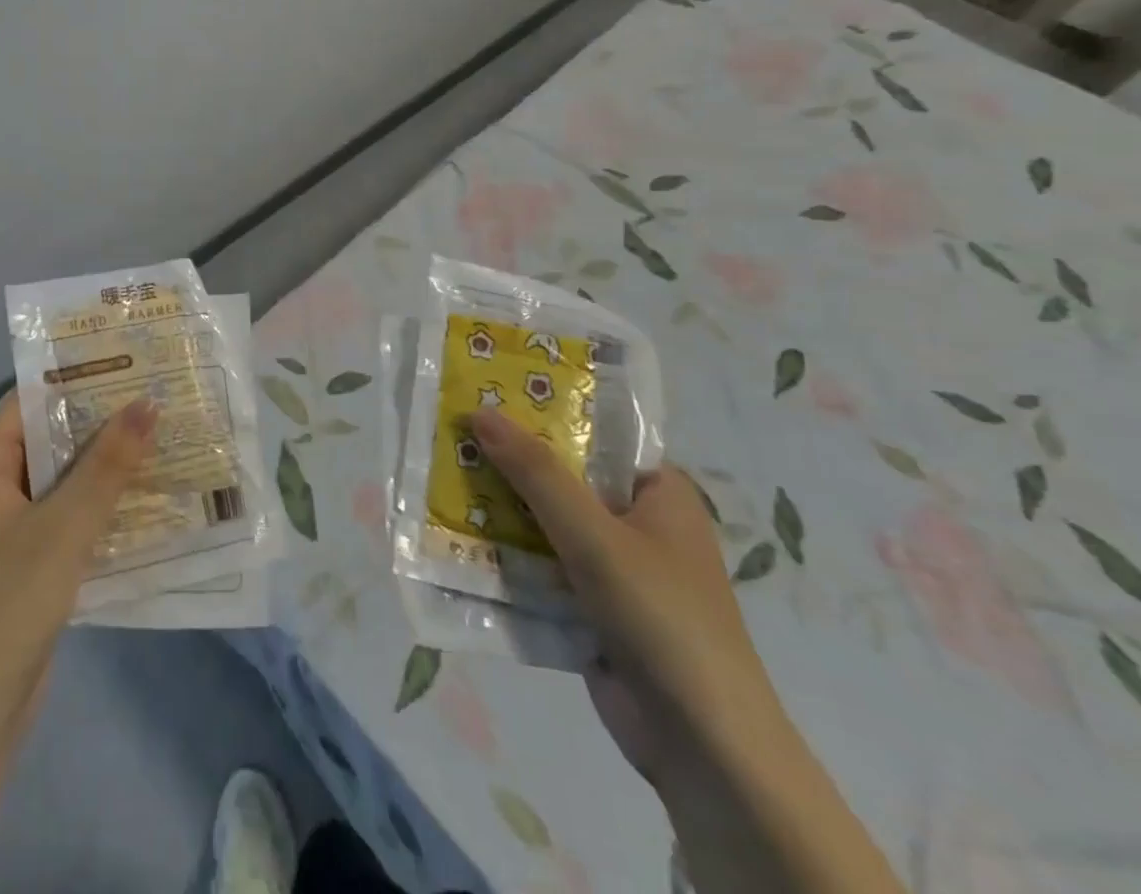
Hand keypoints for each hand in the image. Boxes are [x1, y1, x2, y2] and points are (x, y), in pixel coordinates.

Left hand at [0, 391, 153, 893]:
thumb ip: (107, 466)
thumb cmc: (6, 607)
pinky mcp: (25, 570)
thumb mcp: (63, 528)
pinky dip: (100, 510)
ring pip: (62, 484)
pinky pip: (66, 522)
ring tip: (164, 440)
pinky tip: (148, 504)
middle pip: (48, 441)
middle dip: (100, 422)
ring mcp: (7, 534)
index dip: (74, 378)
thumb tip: (148, 402)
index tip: (127, 362)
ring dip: (105, 468)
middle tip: (158, 397)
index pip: (27, 402)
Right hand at [470, 412, 781, 779]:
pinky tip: (457, 536)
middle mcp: (636, 523)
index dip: (541, 410)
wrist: (702, 748)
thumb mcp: (594, 535)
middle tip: (450, 432)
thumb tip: (479, 412)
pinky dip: (506, 554)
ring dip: (500, 509)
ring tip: (440, 476)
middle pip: (562, 477)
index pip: (593, 433)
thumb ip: (536, 473)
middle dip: (509, 461)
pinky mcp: (590, 607)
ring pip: (545, 522)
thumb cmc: (661, 618)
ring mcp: (613, 568)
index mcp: (657, 492)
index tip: (487, 393)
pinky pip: (540, 566)